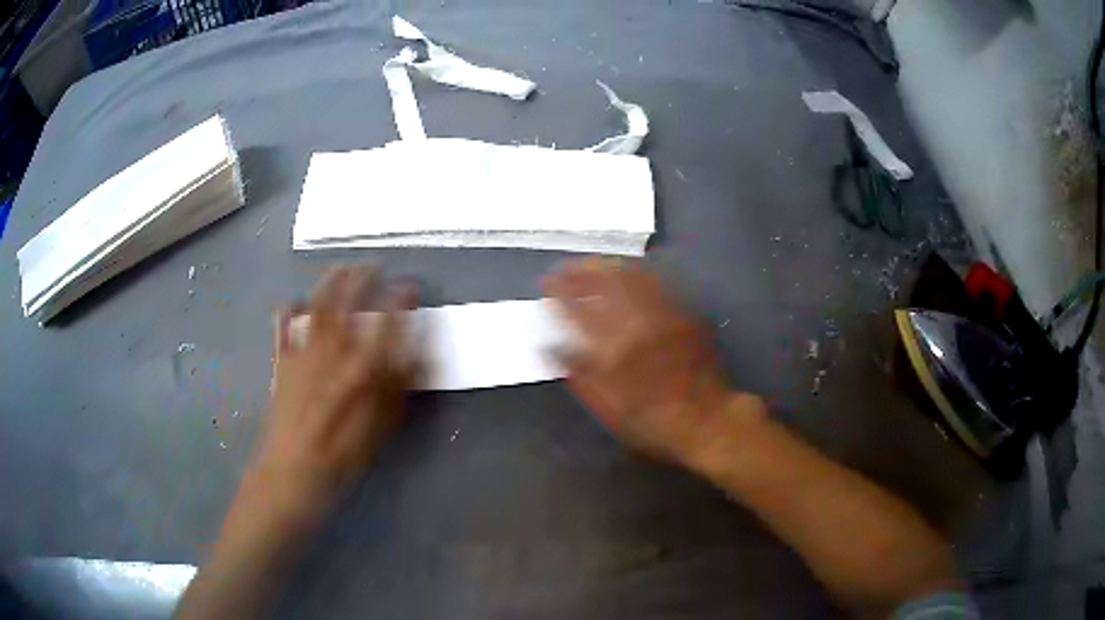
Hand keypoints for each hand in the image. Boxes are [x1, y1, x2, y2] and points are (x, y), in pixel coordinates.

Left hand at [250, 264, 418, 525]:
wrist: (294, 469)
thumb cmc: (345, 453)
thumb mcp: (384, 425)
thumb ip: (402, 385)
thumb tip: (422, 350)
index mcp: (363, 365)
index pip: (389, 320)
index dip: (401, 297)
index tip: (410, 284)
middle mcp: (334, 348)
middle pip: (349, 299)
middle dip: (363, 276)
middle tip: (374, 265)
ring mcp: (305, 351)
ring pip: (317, 304)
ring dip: (330, 281)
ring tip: (341, 269)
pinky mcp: (283, 360)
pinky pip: (282, 327)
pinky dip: (287, 311)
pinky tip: (291, 303)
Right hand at [543, 258, 763, 466]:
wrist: (706, 419)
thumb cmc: (651, 421)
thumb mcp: (607, 407)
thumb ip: (578, 374)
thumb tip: (550, 347)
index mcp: (612, 346)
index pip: (577, 307)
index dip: (559, 290)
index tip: (547, 280)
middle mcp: (637, 321)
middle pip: (604, 282)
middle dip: (581, 269)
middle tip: (566, 266)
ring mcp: (663, 313)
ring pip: (631, 276)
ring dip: (608, 266)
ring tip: (593, 263)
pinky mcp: (684, 313)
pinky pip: (658, 282)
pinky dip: (638, 271)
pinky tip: (631, 270)